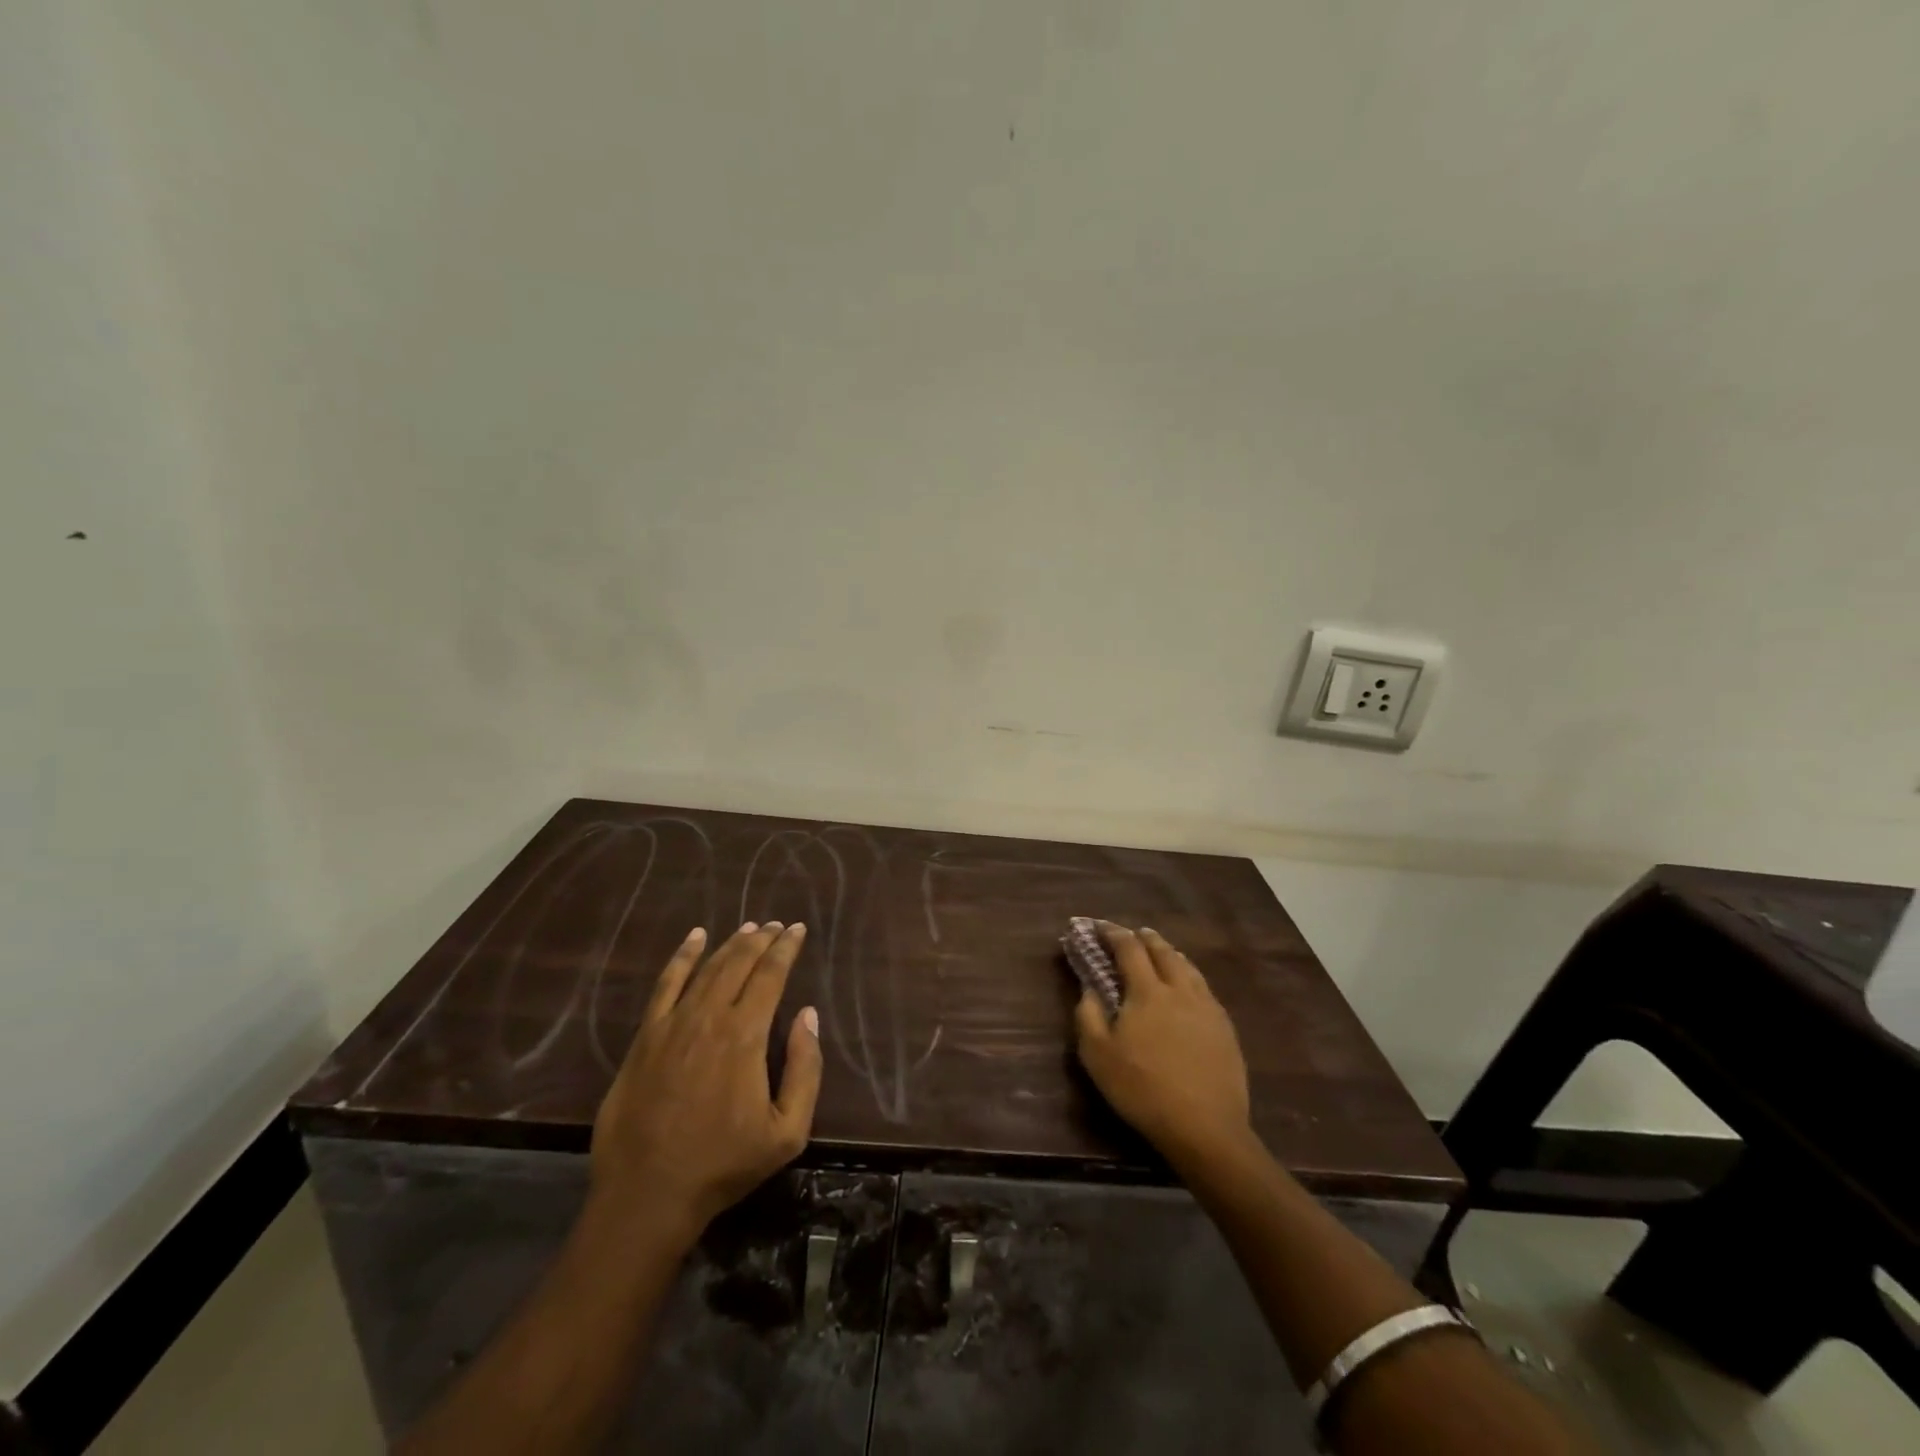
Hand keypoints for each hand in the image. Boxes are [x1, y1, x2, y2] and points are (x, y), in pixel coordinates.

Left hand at [590, 922, 822, 1243]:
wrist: (647, 1195)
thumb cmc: (724, 1165)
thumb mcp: (787, 1131)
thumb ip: (805, 1069)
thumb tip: (808, 1015)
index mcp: (745, 1036)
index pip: (771, 975)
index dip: (786, 948)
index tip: (798, 929)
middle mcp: (709, 1017)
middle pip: (739, 963)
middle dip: (762, 939)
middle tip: (777, 925)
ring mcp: (672, 1024)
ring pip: (707, 968)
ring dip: (730, 944)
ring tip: (748, 928)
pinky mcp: (645, 1038)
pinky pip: (665, 985)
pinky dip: (682, 957)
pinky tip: (694, 938)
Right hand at [1074, 923, 1251, 1166]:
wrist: (1205, 1127)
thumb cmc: (1142, 1089)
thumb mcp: (1098, 1056)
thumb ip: (1088, 1015)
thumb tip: (1089, 988)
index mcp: (1147, 991)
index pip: (1129, 948)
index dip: (1113, 933)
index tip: (1099, 926)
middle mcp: (1179, 989)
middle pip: (1163, 951)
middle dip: (1145, 938)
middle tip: (1134, 933)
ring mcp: (1207, 1007)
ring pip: (1188, 967)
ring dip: (1170, 953)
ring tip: (1162, 952)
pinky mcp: (1225, 1028)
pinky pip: (1204, 988)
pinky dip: (1189, 975)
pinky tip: (1189, 987)